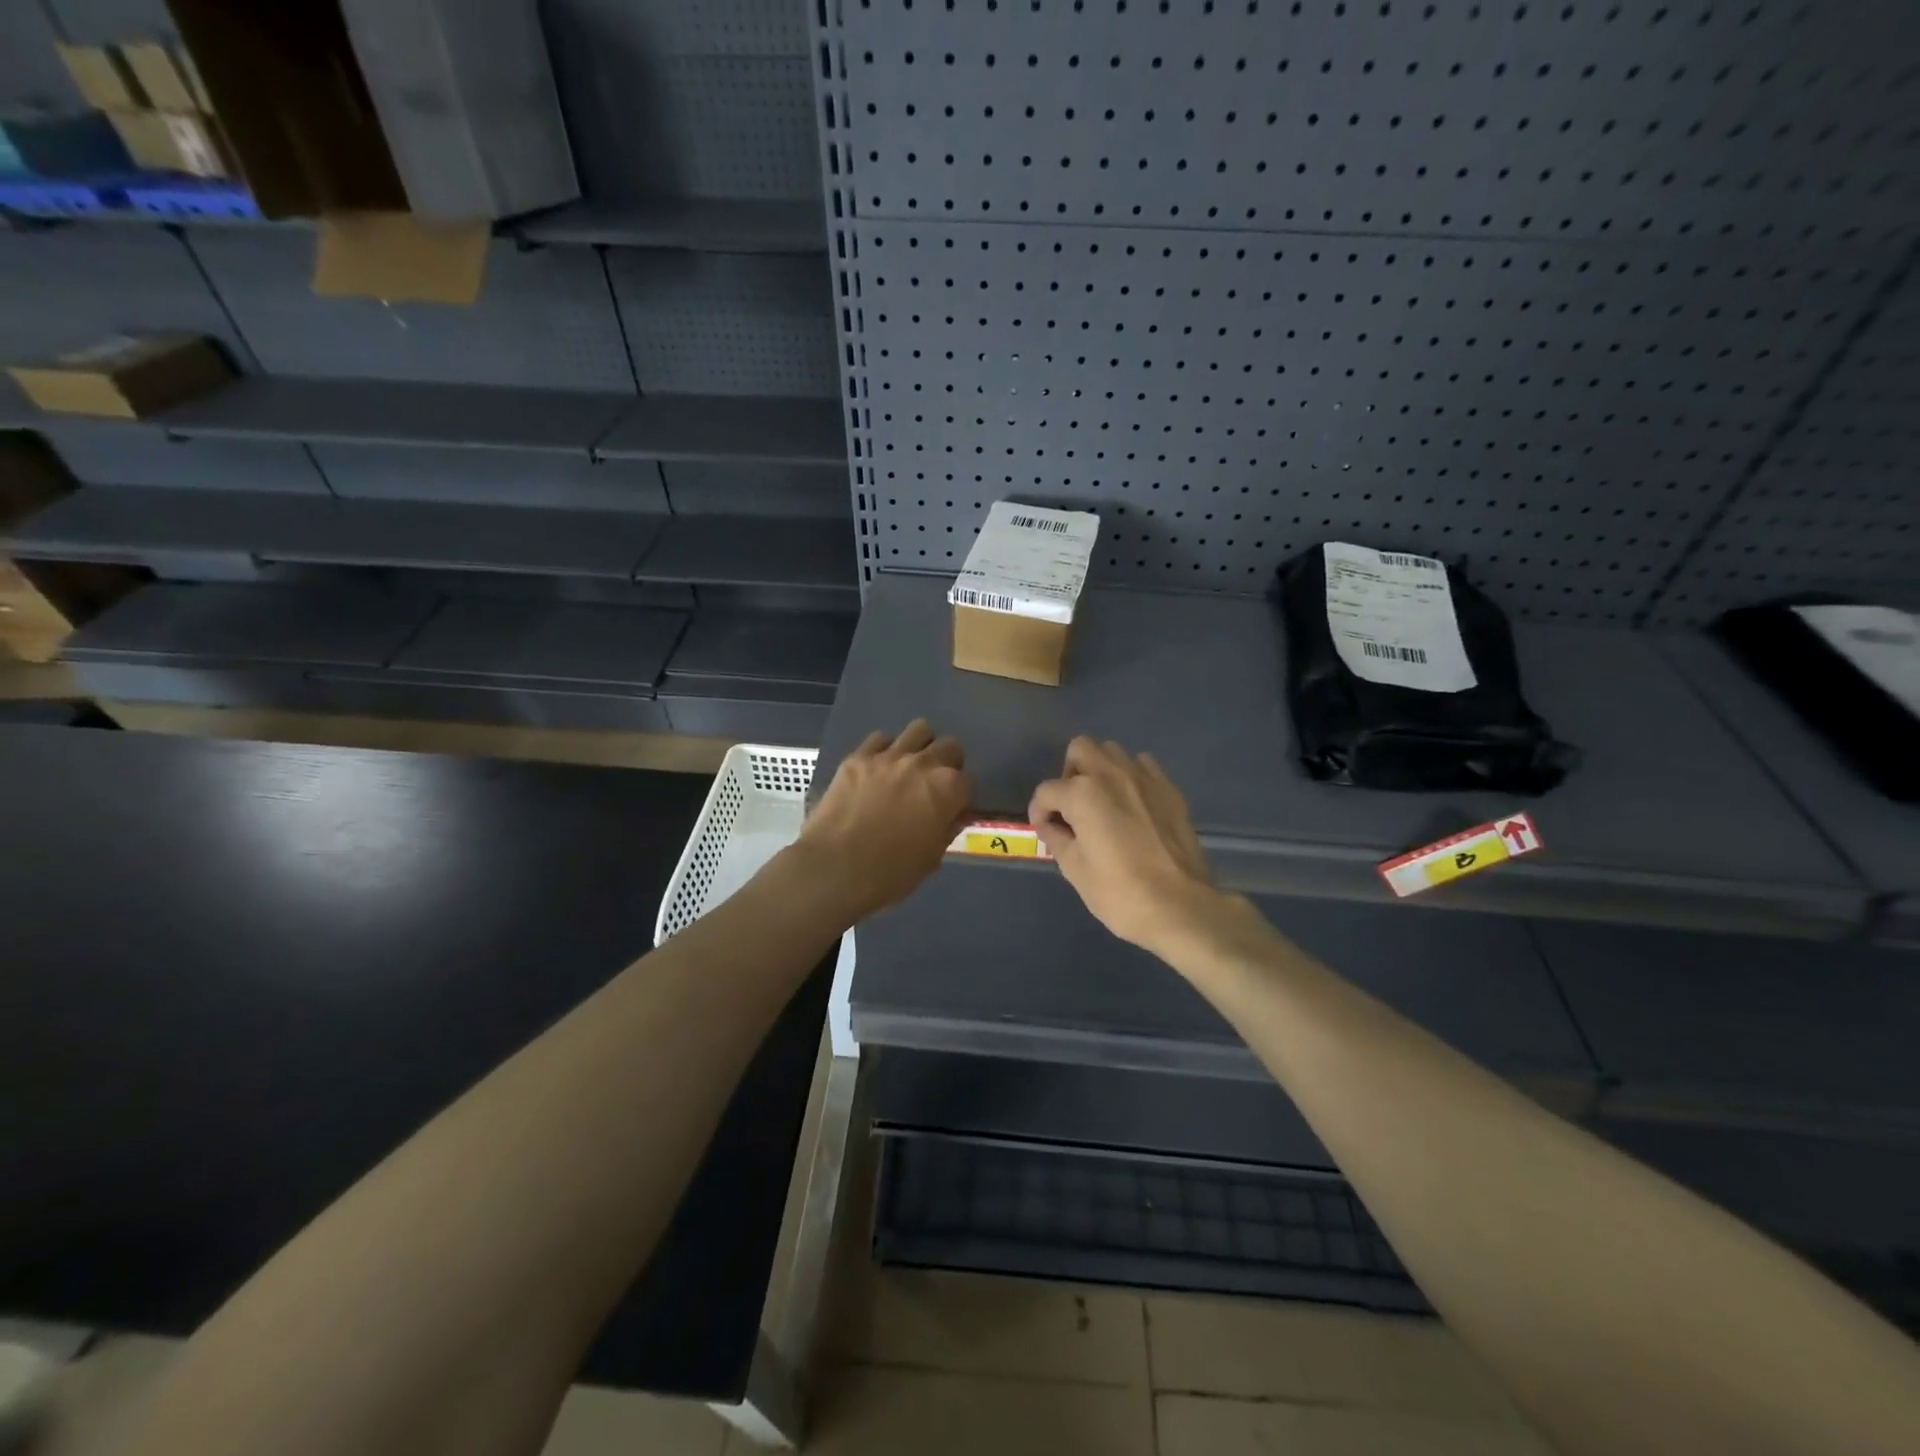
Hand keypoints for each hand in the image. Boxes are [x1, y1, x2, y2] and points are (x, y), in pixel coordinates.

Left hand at [793, 720, 973, 924]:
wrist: (834, 869)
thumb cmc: (890, 873)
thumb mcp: (931, 859)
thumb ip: (947, 829)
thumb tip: (954, 814)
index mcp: (947, 789)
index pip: (969, 782)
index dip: (962, 798)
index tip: (953, 810)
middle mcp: (923, 764)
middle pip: (949, 747)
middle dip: (948, 764)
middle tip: (934, 785)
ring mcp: (889, 756)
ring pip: (919, 730)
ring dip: (921, 747)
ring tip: (910, 768)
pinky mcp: (858, 757)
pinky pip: (880, 740)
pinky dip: (885, 751)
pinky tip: (878, 771)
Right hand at [1029, 737, 1219, 955]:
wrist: (1180, 907)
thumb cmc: (1119, 893)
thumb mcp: (1074, 870)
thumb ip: (1057, 838)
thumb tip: (1051, 826)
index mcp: (1082, 793)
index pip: (1046, 792)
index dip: (1039, 812)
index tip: (1045, 830)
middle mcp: (1111, 774)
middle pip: (1080, 750)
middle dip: (1069, 774)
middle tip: (1072, 807)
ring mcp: (1144, 778)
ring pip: (1113, 751)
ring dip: (1100, 770)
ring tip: (1103, 803)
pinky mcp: (1169, 789)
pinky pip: (1143, 766)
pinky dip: (1131, 777)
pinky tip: (1132, 805)